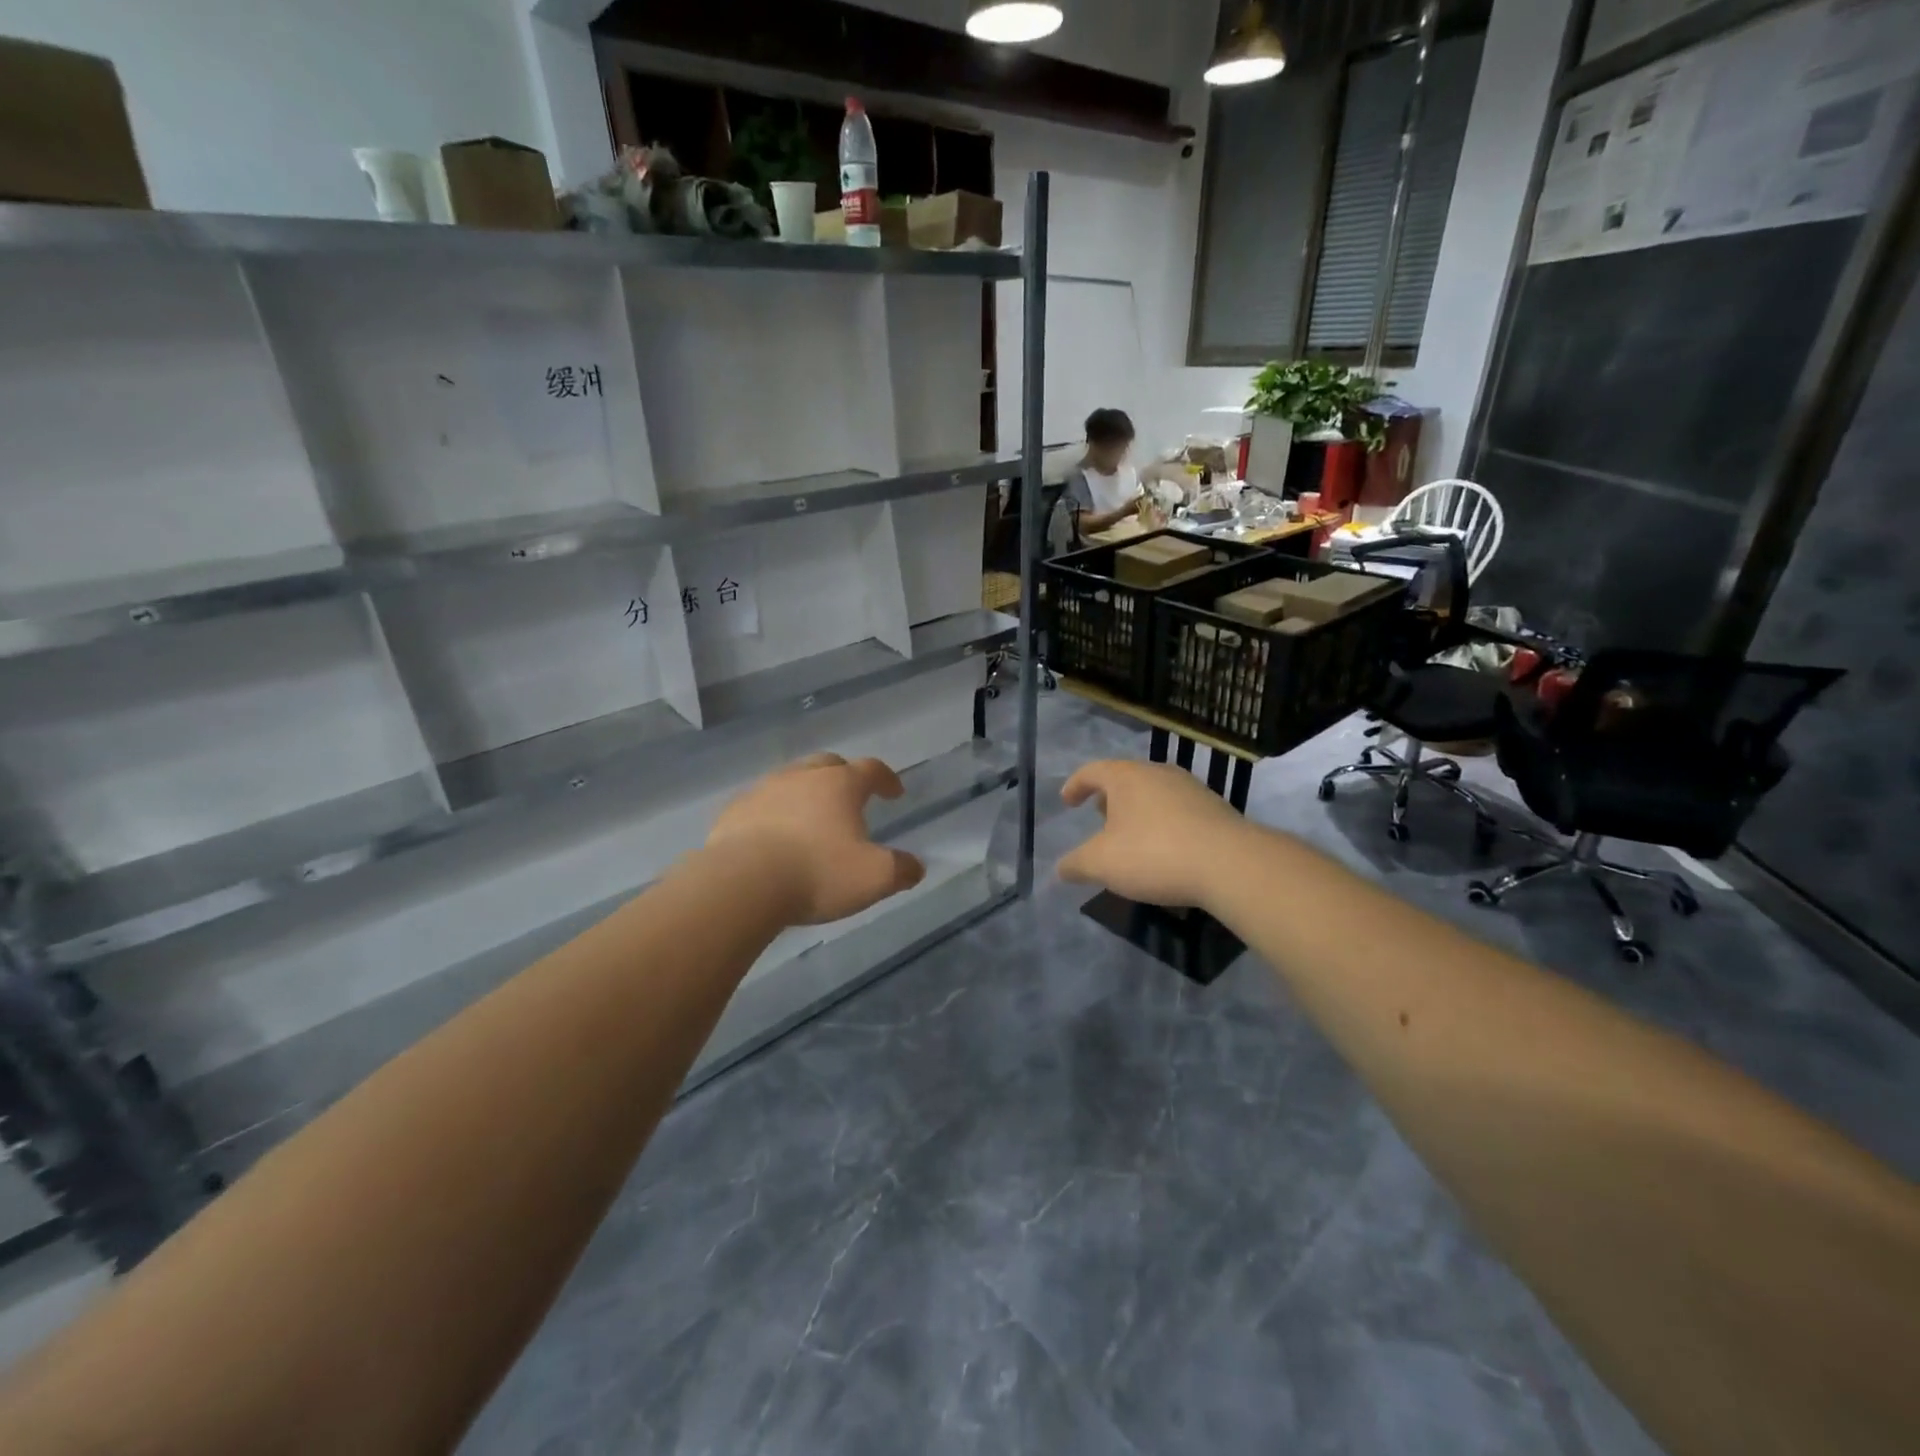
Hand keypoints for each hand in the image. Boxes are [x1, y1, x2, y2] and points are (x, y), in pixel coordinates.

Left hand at [706, 753, 925, 924]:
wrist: (742, 883)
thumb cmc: (817, 873)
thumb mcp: (874, 878)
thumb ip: (901, 870)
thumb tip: (915, 867)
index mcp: (840, 784)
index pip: (871, 769)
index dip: (886, 779)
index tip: (895, 793)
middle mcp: (802, 776)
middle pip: (828, 765)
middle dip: (843, 777)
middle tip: (850, 798)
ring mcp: (763, 790)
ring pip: (791, 780)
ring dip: (805, 793)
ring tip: (810, 819)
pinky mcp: (734, 811)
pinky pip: (760, 804)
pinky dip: (773, 813)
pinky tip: (773, 836)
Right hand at [1058, 759, 1257, 909]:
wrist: (1230, 864)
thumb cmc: (1154, 854)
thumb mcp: (1102, 864)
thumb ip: (1077, 864)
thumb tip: (1061, 868)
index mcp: (1127, 777)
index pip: (1092, 771)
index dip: (1075, 785)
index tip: (1067, 802)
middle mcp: (1159, 774)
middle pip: (1126, 779)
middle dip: (1109, 799)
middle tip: (1099, 818)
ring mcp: (1191, 789)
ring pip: (1154, 794)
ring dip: (1138, 812)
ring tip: (1131, 838)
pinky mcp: (1216, 810)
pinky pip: (1178, 812)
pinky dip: (1163, 825)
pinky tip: (1165, 852)